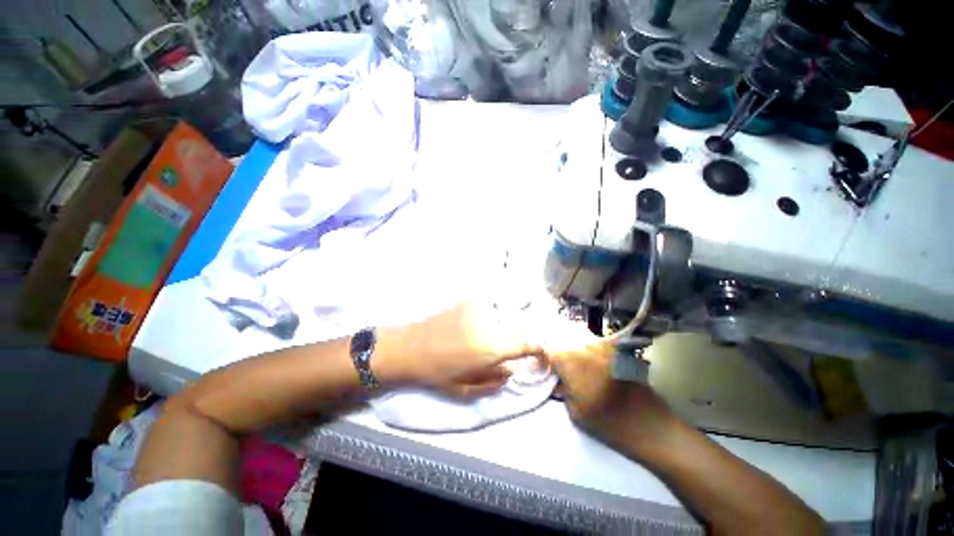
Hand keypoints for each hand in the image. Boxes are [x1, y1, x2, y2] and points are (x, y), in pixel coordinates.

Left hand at [375, 303, 544, 396]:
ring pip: (502, 318)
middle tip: (505, 349)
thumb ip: (496, 380)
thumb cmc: (437, 373)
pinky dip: (486, 319)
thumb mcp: (467, 388)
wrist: (410, 347)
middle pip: (518, 327)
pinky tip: (470, 328)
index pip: (528, 343)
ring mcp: (478, 308)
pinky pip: (487, 310)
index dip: (540, 348)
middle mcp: (489, 323)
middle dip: (518, 339)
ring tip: (480, 339)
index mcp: (490, 348)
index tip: (543, 355)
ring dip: (499, 329)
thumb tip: (513, 369)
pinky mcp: (468, 301)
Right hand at [542, 316, 678, 457]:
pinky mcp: (616, 351)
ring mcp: (602, 347)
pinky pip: (594, 347)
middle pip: (563, 344)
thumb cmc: (610, 424)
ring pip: (578, 343)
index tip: (539, 366)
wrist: (652, 426)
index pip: (547, 350)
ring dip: (573, 353)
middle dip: (557, 354)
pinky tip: (592, 368)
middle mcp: (585, 348)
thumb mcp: (576, 412)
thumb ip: (562, 390)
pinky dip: (588, 354)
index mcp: (571, 362)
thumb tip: (554, 380)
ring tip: (575, 369)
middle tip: (556, 369)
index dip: (541, 357)